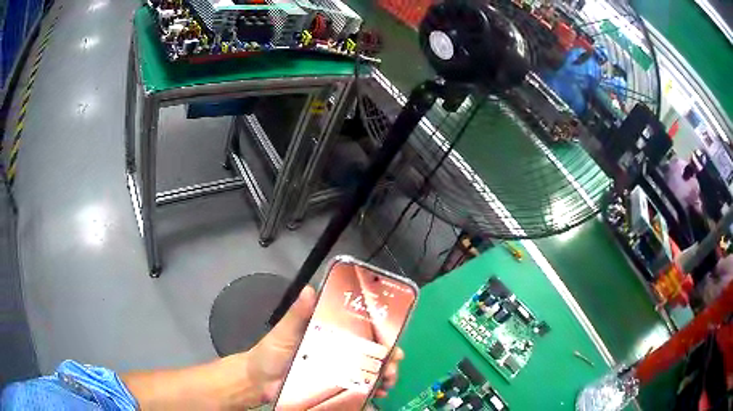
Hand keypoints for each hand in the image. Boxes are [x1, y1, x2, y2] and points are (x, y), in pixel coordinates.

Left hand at [238, 285, 404, 405]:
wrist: (259, 382)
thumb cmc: (271, 353)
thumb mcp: (284, 332)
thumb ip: (296, 314)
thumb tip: (309, 289)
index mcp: (328, 333)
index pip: (360, 328)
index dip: (380, 330)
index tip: (394, 335)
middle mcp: (337, 351)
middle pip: (370, 351)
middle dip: (388, 356)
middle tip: (395, 363)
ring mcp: (337, 371)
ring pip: (368, 371)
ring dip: (384, 375)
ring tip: (389, 381)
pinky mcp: (334, 388)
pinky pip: (357, 389)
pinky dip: (371, 391)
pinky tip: (379, 394)